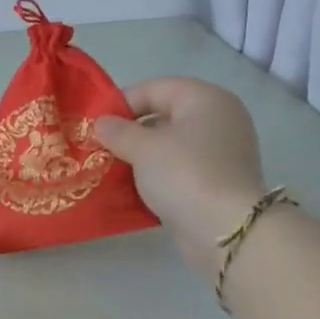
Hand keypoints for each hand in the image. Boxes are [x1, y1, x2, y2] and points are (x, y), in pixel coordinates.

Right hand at [94, 79, 267, 275]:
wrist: (225, 229)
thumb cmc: (184, 174)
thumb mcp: (142, 148)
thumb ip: (117, 131)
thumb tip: (101, 124)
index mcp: (205, 98)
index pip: (154, 88)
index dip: (121, 104)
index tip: (94, 126)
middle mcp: (219, 118)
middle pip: (164, 116)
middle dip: (130, 132)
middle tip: (100, 149)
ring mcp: (222, 151)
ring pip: (171, 144)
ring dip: (141, 156)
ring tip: (111, 169)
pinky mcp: (218, 180)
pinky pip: (180, 168)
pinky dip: (157, 174)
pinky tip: (133, 188)